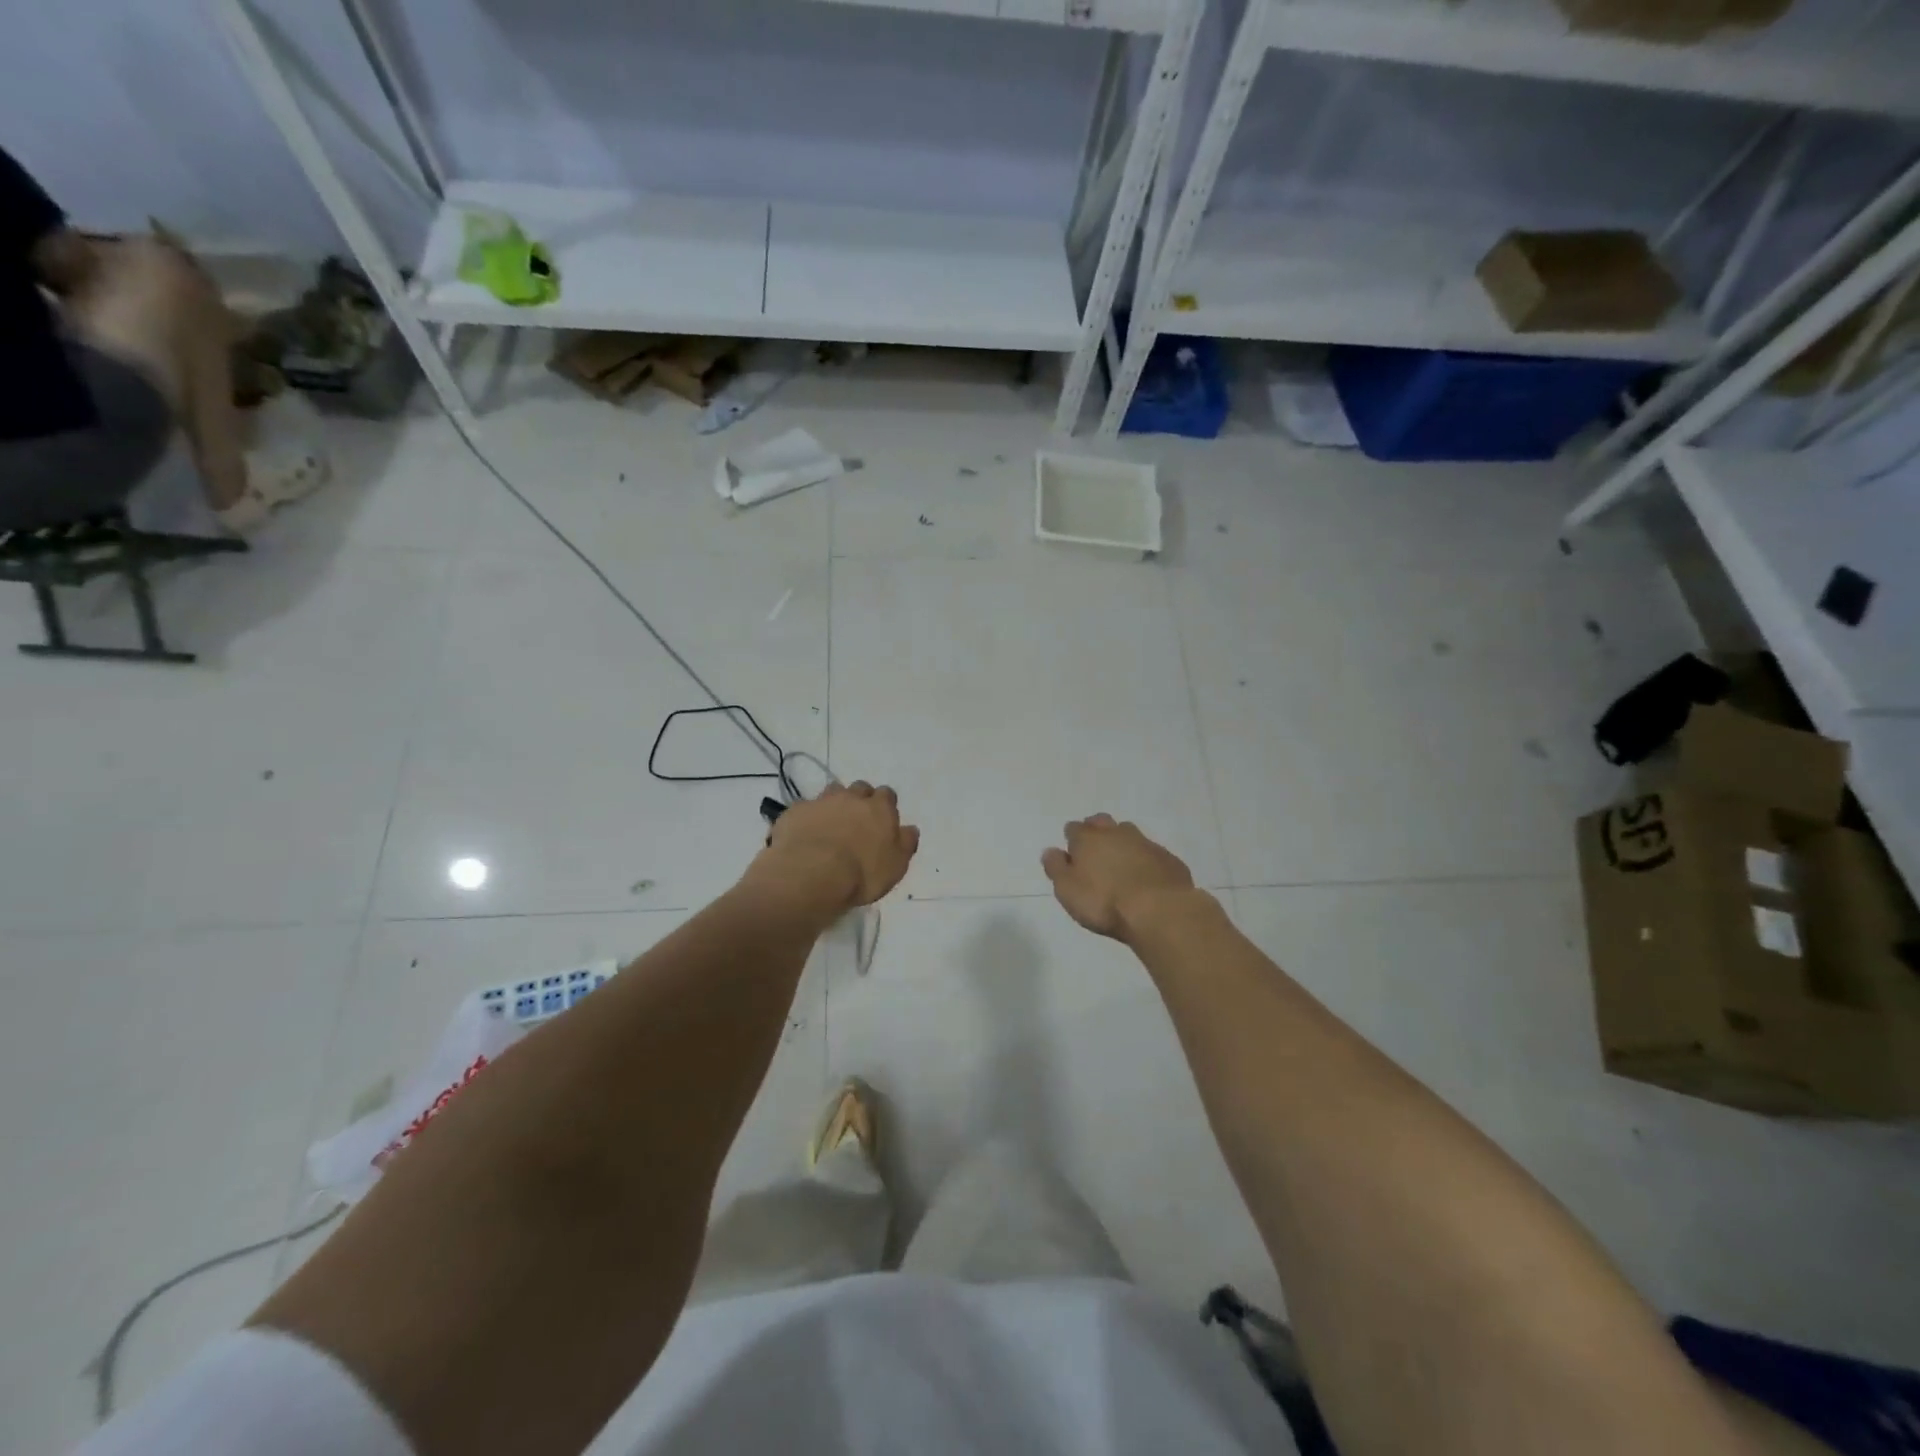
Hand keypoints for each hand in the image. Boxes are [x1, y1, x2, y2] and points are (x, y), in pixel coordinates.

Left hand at [755, 781, 919, 912]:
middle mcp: (852, 797)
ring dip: (834, 804)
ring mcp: (821, 801)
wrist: (812, 874)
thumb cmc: (862, 873)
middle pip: (859, 788)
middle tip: (856, 822)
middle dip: (860, 800)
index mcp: (880, 808)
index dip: (885, 806)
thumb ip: (905, 843)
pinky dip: (808, 818)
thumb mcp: (896, 866)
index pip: (887, 795)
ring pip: (831, 792)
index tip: (881, 821)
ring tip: (830, 826)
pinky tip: (805, 835)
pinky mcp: (795, 811)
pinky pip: (805, 809)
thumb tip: (910, 829)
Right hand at [1042, 814, 1197, 942]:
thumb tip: (1050, 851)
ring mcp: (1145, 843)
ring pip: (1129, 834)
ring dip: (1122, 843)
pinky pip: (1151, 853)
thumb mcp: (1067, 890)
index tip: (1072, 855)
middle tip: (1095, 852)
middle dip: (1096, 832)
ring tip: (1121, 864)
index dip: (1072, 841)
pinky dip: (1145, 860)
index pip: (1074, 829)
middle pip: (1102, 823)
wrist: (1159, 910)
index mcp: (1088, 839)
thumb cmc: (1104, 901)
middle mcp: (1116, 833)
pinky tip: (1145, 877)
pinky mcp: (1168, 859)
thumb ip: (1056, 868)